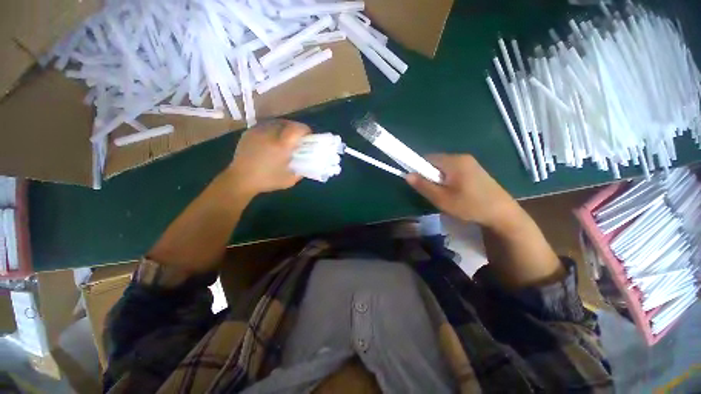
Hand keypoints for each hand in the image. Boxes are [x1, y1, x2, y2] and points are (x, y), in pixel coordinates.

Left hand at [225, 119, 310, 195]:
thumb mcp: (289, 180)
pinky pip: (265, 125)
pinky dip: (273, 129)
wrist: (240, 179)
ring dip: (284, 127)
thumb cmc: (266, 180)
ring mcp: (258, 131)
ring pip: (276, 122)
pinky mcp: (249, 132)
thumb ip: (301, 171)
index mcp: (281, 146)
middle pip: (287, 122)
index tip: (309, 136)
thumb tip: (306, 164)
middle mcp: (270, 134)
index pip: (297, 129)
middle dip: (296, 128)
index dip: (305, 130)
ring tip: (286, 137)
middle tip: (298, 137)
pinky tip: (272, 139)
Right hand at [406, 154, 521, 230]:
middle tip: (433, 192)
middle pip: (436, 162)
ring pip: (445, 167)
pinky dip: (449, 180)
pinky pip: (454, 171)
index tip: (419, 183)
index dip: (418, 168)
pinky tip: (455, 193)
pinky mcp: (475, 170)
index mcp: (454, 161)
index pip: (427, 158)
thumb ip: (423, 186)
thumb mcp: (442, 198)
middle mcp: (462, 157)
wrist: (503, 214)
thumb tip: (407, 175)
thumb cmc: (470, 205)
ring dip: (439, 179)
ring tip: (445, 195)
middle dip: (430, 175)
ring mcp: (471, 163)